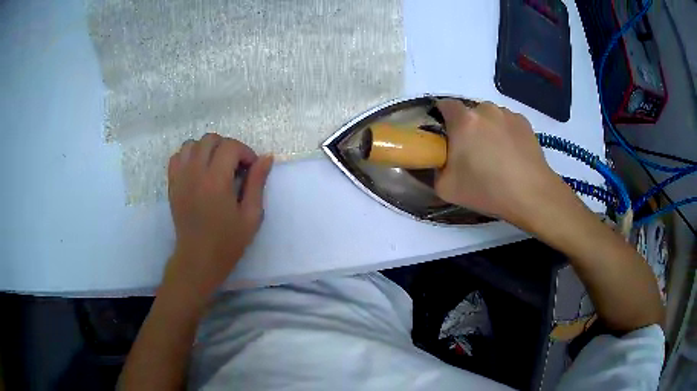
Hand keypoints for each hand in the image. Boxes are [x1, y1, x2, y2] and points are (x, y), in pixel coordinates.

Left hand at [164, 133, 272, 300]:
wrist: (198, 259)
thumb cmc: (228, 241)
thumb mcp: (251, 215)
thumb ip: (257, 183)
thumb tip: (266, 157)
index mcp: (216, 180)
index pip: (230, 146)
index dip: (245, 152)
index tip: (251, 168)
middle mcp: (195, 173)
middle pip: (210, 139)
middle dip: (227, 147)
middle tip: (235, 167)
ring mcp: (180, 177)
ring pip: (192, 144)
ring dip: (207, 149)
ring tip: (216, 166)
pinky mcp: (172, 184)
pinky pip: (177, 156)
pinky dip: (189, 156)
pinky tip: (198, 170)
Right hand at [435, 100, 564, 226]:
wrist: (531, 194)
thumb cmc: (487, 190)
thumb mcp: (446, 188)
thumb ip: (435, 168)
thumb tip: (440, 160)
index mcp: (464, 120)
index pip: (444, 105)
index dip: (441, 118)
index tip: (445, 136)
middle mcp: (485, 109)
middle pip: (469, 112)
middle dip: (466, 128)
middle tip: (472, 153)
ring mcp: (507, 114)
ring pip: (489, 117)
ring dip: (487, 129)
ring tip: (496, 155)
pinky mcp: (524, 122)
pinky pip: (507, 122)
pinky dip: (505, 133)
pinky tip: (511, 155)